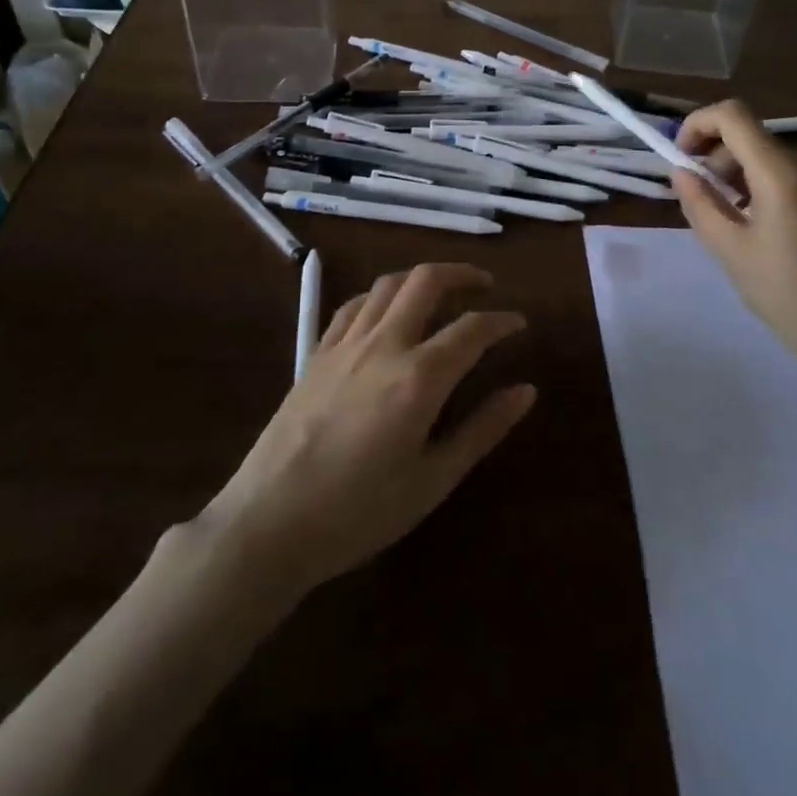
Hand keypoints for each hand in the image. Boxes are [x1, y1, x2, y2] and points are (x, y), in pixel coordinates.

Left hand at [195, 263, 534, 598]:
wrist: (270, 521)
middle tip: (485, 285)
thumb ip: (482, 429)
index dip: (502, 321)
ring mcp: (345, 343)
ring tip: (441, 292)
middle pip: (426, 281)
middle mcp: (385, 344)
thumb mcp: (432, 480)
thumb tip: (526, 391)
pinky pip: (354, 305)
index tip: (519, 324)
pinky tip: (387, 312)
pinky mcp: (317, 352)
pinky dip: (381, 296)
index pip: (472, 329)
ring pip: (388, 284)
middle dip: (462, 273)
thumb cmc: (360, 512)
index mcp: (419, 377)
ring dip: (421, 278)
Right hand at [672, 100, 796, 400]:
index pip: (732, 115)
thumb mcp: (730, 251)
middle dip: (714, 157)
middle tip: (699, 200)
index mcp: (781, 173)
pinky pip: (791, 178)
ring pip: (769, 159)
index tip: (681, 158)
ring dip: (737, 175)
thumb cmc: (789, 295)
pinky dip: (762, 188)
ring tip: (728, 221)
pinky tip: (761, 231)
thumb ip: (699, 204)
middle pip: (750, 137)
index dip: (697, 124)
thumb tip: (681, 172)